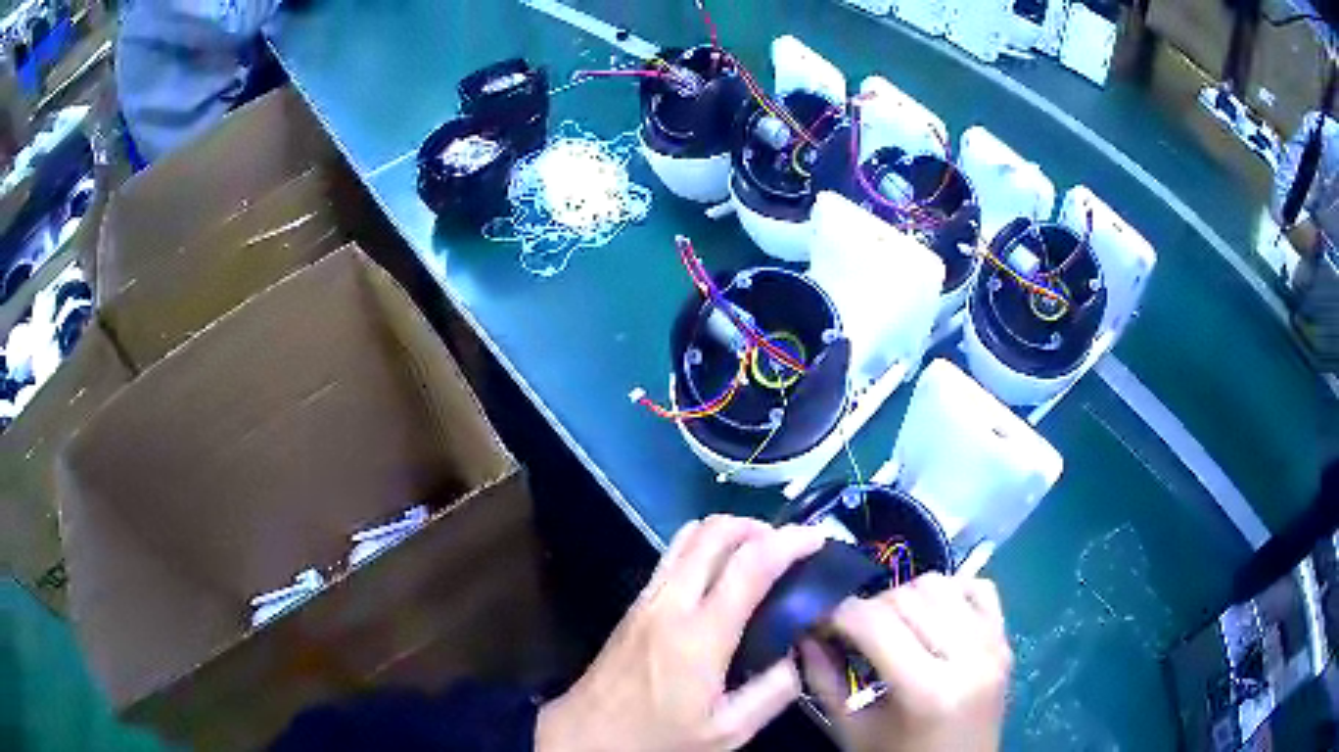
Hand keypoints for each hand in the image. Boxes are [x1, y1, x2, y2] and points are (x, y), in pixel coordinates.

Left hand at [537, 516, 826, 751]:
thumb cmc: (659, 738)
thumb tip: (795, 655)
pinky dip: (705, 547)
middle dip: (759, 526)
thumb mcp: (728, 733)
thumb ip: (772, 693)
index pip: (751, 564)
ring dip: (729, 532)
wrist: (588, 736)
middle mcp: (671, 603)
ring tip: (759, 553)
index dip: (790, 541)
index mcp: (700, 635)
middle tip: (789, 545)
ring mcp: (647, 598)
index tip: (818, 538)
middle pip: (714, 532)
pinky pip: (673, 555)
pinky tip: (722, 574)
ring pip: (688, 535)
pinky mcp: (634, 604)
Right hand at [801, 573, 1011, 751]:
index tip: (820, 625)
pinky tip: (932, 617)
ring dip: (907, 596)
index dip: (838, 614)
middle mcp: (968, 656)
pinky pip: (980, 588)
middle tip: (852, 631)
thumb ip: (824, 682)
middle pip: (908, 596)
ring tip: (892, 624)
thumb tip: (804, 635)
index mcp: (927, 689)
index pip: (875, 622)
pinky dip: (951, 592)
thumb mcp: (852, 731)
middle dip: (869, 606)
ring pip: (942, 584)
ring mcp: (993, 644)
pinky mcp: (1006, 639)